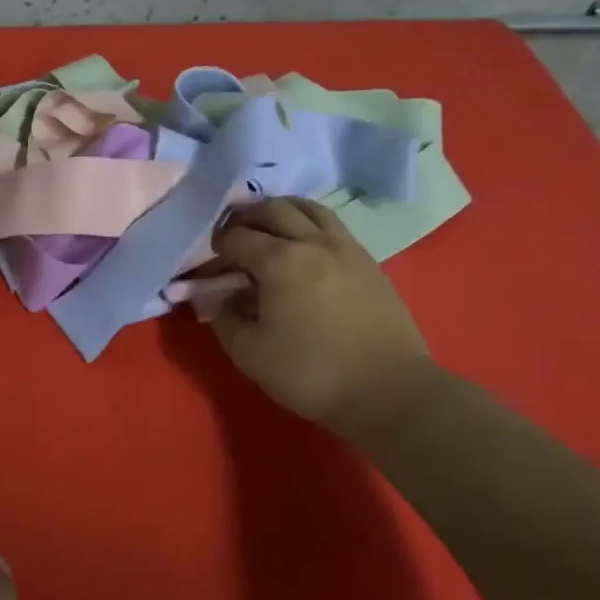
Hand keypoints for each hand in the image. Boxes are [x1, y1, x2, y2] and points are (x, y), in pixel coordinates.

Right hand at [210, 197, 436, 437]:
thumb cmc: (311, 372)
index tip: (210, 262)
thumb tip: (221, 297)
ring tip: (268, 229)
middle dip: (245, 217)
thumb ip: (224, 319)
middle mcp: (312, 242)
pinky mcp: (368, 261)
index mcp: (279, 261)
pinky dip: (308, 223)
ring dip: (280, 211)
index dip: (217, 247)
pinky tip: (304, 247)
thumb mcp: (249, 354)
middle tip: (232, 235)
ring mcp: (346, 248)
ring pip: (308, 208)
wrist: (388, 390)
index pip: (237, 237)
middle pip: (272, 209)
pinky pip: (332, 225)